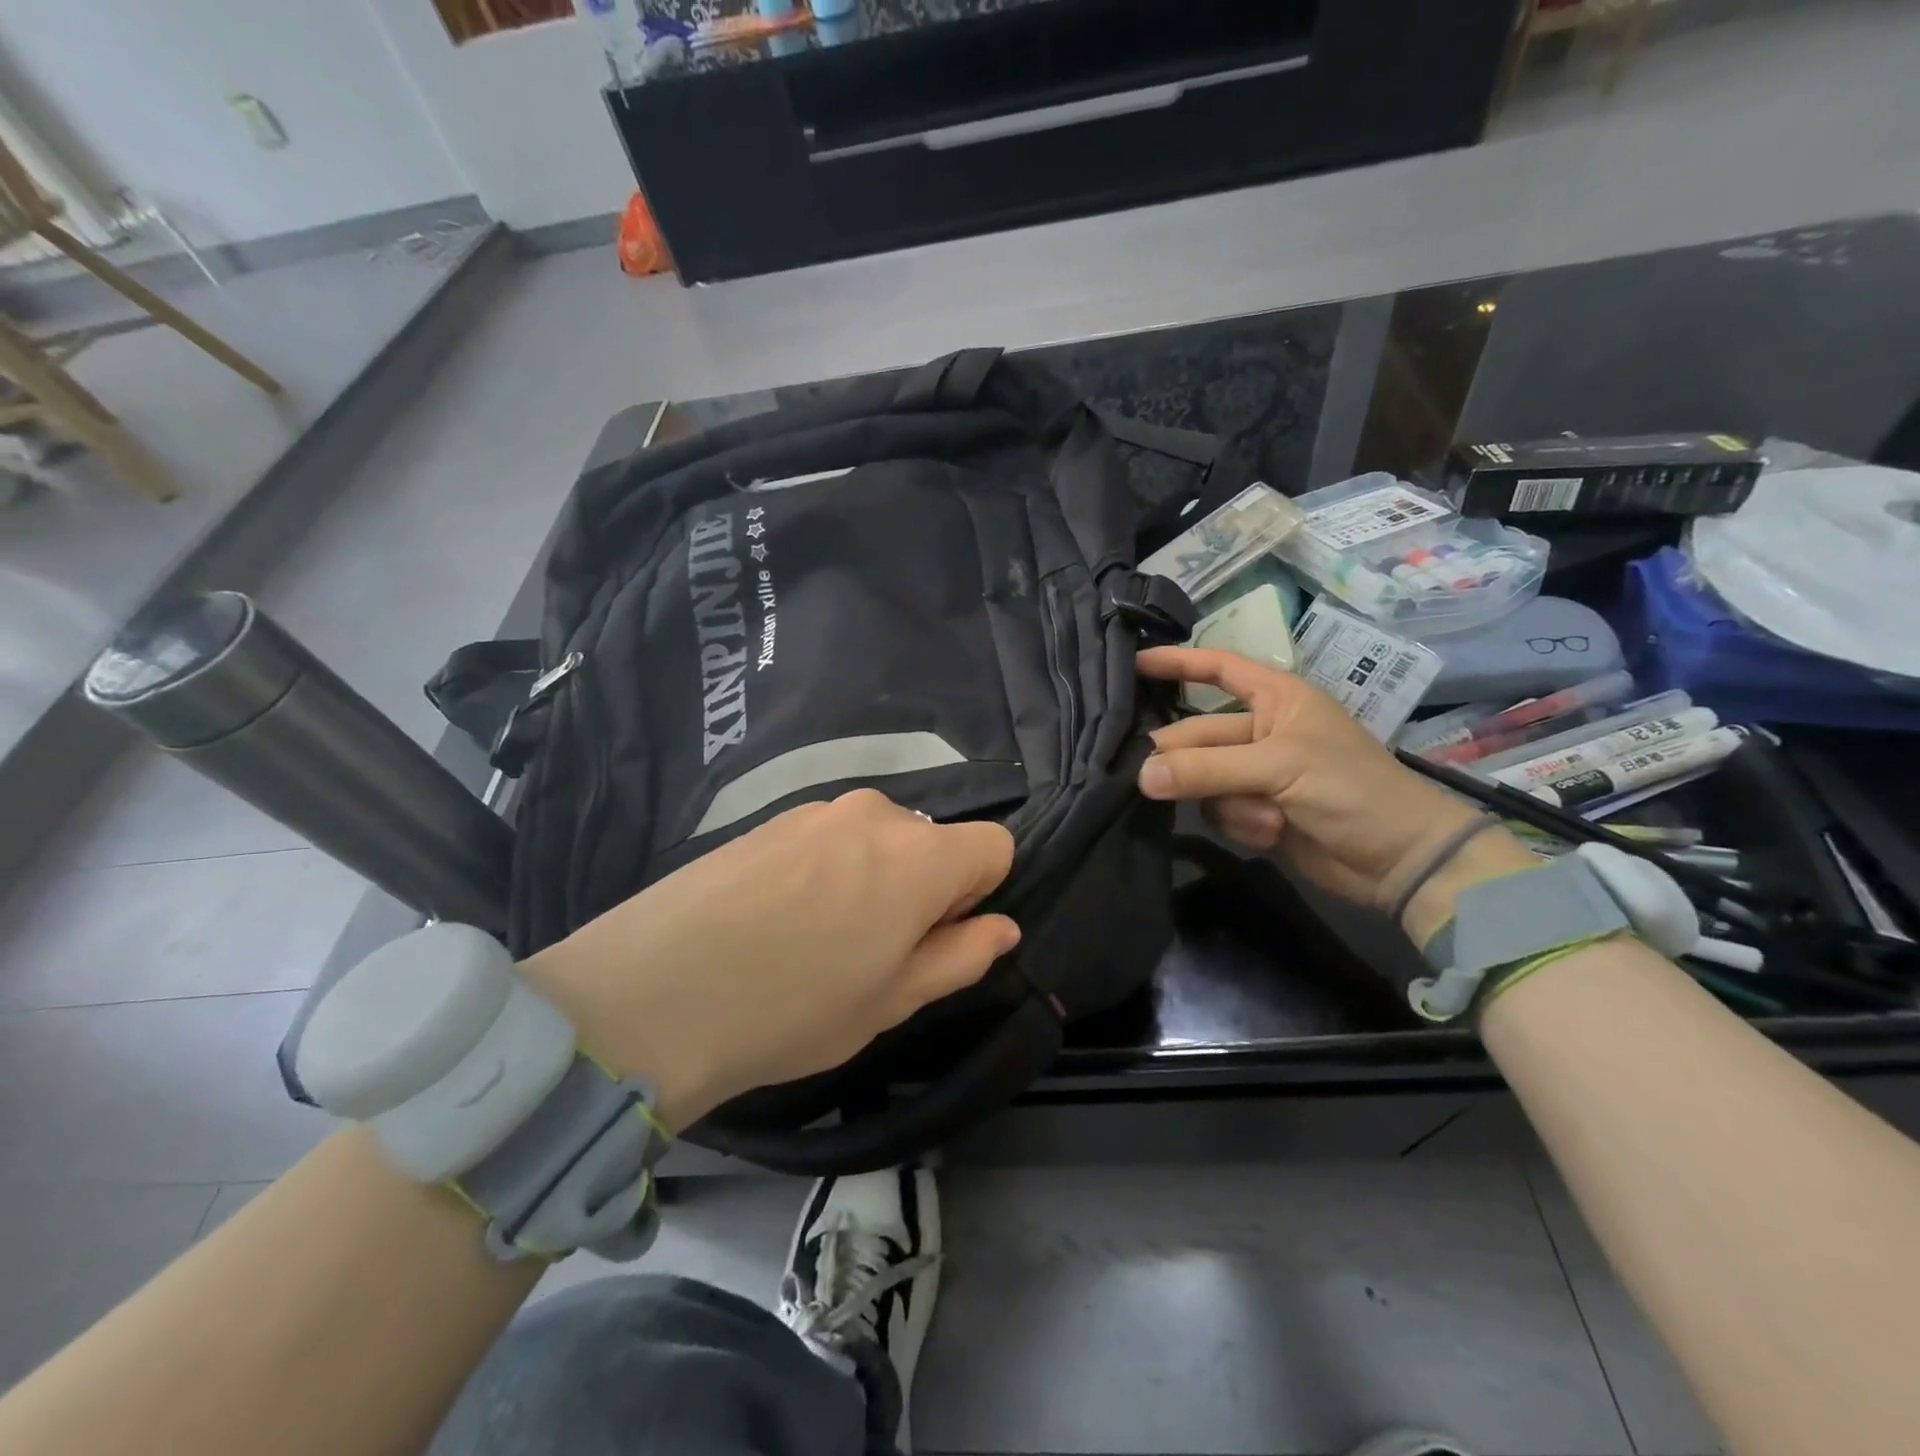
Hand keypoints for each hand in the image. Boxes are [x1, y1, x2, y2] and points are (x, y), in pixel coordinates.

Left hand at [520, 790, 1018, 1131]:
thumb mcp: (892, 1001)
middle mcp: (876, 814)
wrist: (653, 991)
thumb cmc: (793, 1008)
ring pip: (877, 838)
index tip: (937, 935)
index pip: (994, 845)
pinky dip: (826, 867)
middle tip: (872, 949)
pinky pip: (827, 835)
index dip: (979, 892)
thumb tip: (1002, 927)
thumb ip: (960, 956)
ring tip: (816, 936)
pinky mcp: (769, 817)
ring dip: (871, 876)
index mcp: (920, 856)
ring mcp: (816, 809)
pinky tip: (776, 917)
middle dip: (923, 885)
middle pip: (932, 840)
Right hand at [1135, 647, 1485, 911]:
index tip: (1131, 665)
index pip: (1218, 669)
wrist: (1398, 860)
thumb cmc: (1351, 790)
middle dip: (1185, 761)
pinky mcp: (1255, 812)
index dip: (1176, 663)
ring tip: (1265, 817)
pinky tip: (1272, 834)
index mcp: (1277, 698)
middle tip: (1147, 780)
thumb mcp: (1280, 768)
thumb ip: (1207, 769)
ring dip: (1227, 802)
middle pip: (1198, 735)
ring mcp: (1257, 773)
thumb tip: (1141, 776)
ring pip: (1202, 779)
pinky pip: (1218, 810)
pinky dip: (1241, 824)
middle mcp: (1261, 730)